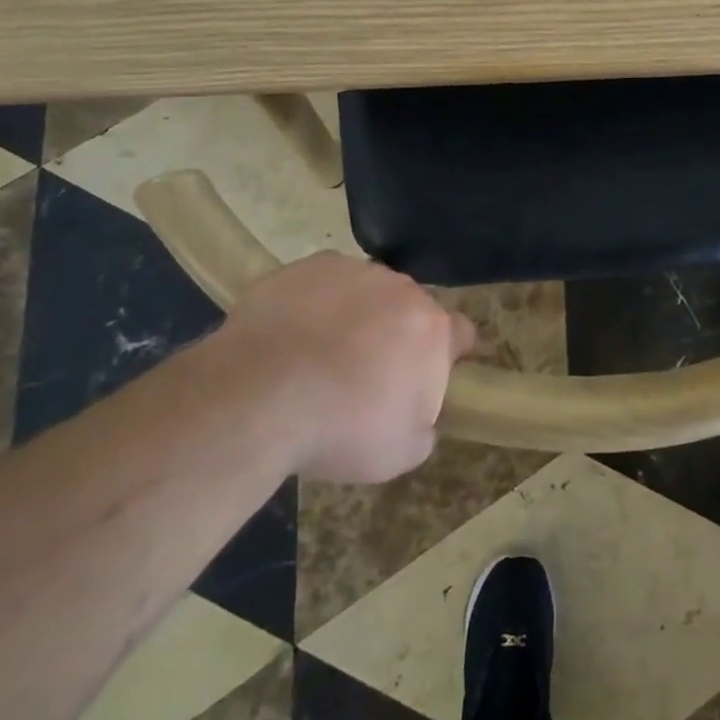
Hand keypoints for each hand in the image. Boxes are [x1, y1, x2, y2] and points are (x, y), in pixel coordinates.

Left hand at [233, 253, 476, 481]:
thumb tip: (420, 418)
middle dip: (397, 335)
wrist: (258, 396)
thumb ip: (423, 429)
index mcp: (433, 330)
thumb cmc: (339, 429)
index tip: (428, 376)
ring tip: (320, 354)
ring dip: (357, 315)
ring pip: (367, 291)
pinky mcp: (310, 265)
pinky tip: (291, 335)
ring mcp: (355, 271)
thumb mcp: (399, 454)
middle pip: (411, 309)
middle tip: (366, 373)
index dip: (448, 354)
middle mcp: (402, 289)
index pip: (461, 333)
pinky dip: (316, 303)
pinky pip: (323, 283)